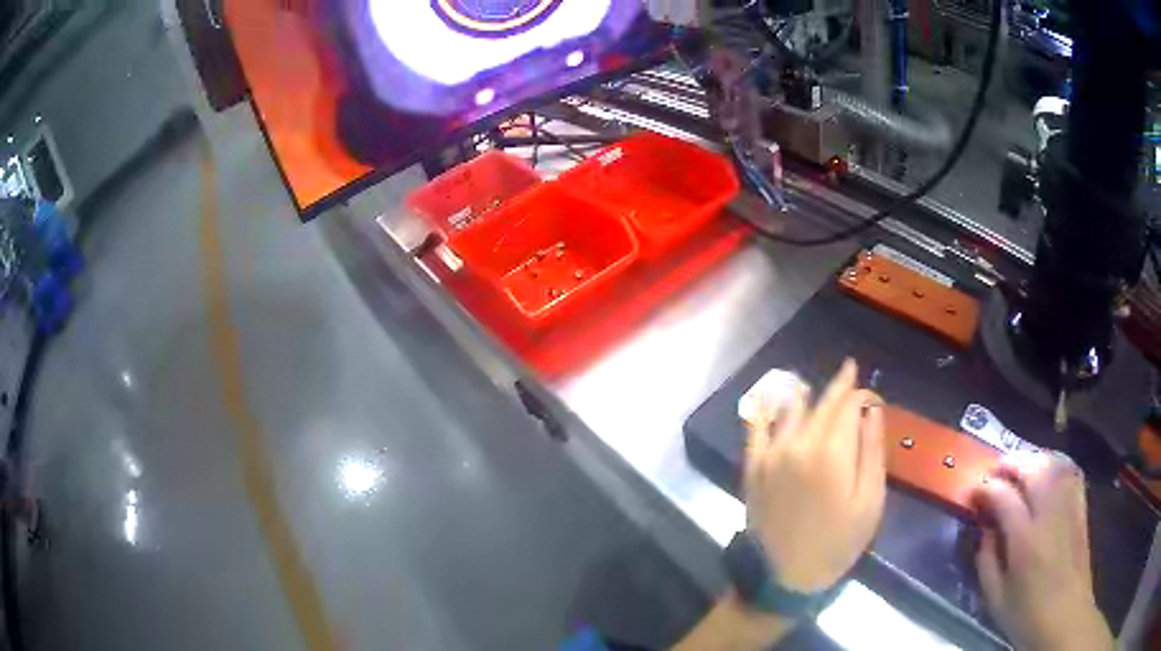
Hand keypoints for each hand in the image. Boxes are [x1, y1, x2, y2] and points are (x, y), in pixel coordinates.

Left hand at [742, 359, 886, 592]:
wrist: (783, 578)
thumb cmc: (836, 543)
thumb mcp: (870, 501)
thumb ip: (872, 450)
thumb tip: (872, 410)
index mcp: (832, 451)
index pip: (848, 404)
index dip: (862, 394)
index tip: (873, 397)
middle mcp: (798, 443)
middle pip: (821, 402)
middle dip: (839, 387)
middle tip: (849, 372)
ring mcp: (770, 454)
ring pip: (792, 409)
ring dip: (809, 396)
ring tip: (820, 388)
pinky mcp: (752, 467)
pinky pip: (756, 427)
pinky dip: (765, 409)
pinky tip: (771, 398)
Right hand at [971, 452, 1112, 650]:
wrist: (1066, 616)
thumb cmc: (1027, 615)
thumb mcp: (996, 599)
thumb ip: (986, 560)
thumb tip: (984, 528)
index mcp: (1025, 540)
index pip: (1003, 497)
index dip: (985, 489)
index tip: (972, 492)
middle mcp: (1050, 514)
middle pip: (1032, 469)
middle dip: (1010, 463)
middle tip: (994, 470)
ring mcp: (1070, 506)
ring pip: (1053, 463)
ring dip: (1033, 459)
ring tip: (1019, 467)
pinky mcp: (1081, 507)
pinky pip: (1070, 471)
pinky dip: (1056, 464)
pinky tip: (1048, 470)